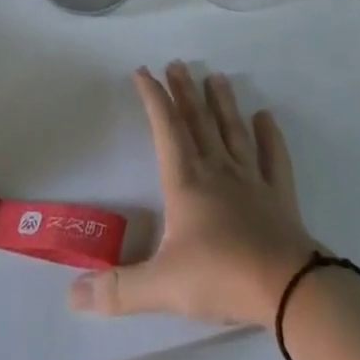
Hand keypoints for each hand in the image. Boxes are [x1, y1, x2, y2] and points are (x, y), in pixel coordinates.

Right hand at [70, 63, 318, 329]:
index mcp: (186, 183)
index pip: (166, 130)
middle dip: (184, 92)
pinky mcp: (278, 195)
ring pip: (233, 131)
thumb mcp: (161, 288)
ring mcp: (251, 180)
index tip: (143, 72)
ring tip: (216, 78)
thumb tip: (72, 295)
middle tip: (177, 64)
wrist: (286, 287)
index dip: (153, 99)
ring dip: (223, 104)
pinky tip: (266, 117)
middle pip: (198, 122)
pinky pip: (273, 157)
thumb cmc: (220, 277)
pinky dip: (269, 135)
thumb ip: (117, 290)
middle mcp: (217, 171)